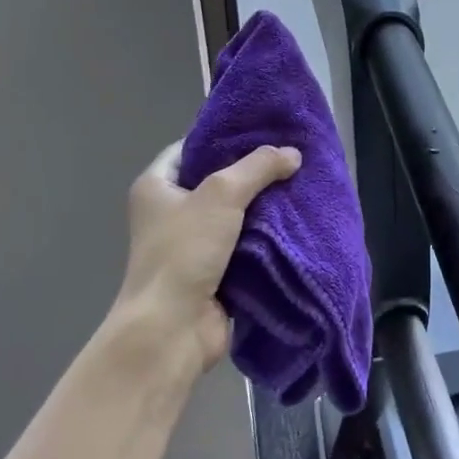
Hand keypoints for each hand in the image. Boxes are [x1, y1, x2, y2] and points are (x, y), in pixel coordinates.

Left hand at [112, 141, 301, 380]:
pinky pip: (246, 246)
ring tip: (302, 186)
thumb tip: (293, 153)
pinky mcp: (214, 273)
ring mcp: (192, 246)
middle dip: (253, 173)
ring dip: (265, 208)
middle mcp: (170, 213)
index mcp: (156, 187)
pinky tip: (297, 224)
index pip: (190, 149)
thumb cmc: (184, 252)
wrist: (173, 328)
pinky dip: (268, 239)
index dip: (223, 137)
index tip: (261, 130)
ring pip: (236, 216)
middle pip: (217, 182)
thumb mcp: (221, 195)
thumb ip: (258, 168)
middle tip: (291, 157)